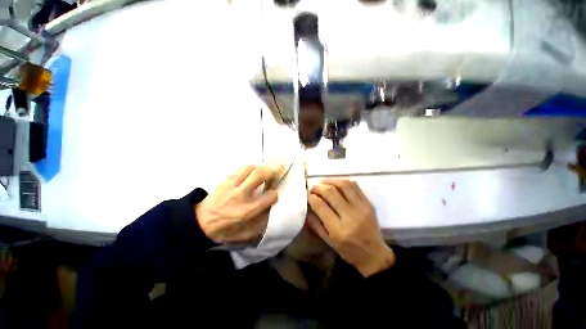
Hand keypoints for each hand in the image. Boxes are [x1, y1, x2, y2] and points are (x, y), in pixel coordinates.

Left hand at [195, 165, 278, 242]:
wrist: (199, 223)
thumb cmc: (225, 229)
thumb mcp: (246, 233)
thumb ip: (261, 222)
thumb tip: (271, 209)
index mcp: (248, 210)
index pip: (270, 196)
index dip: (275, 194)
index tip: (274, 194)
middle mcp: (241, 195)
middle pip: (259, 174)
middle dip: (271, 172)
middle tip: (275, 173)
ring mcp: (231, 186)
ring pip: (249, 168)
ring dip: (260, 167)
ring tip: (264, 170)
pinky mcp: (224, 181)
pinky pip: (239, 171)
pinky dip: (248, 170)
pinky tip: (251, 174)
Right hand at [307, 179, 395, 276]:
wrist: (374, 254)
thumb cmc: (348, 251)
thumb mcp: (328, 241)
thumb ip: (315, 223)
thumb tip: (307, 206)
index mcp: (338, 230)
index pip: (320, 205)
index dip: (311, 197)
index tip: (308, 195)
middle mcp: (350, 216)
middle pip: (331, 192)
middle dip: (319, 187)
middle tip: (314, 189)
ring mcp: (362, 208)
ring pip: (343, 185)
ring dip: (330, 181)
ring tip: (323, 183)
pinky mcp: (368, 203)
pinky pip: (355, 186)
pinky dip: (342, 181)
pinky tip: (336, 183)